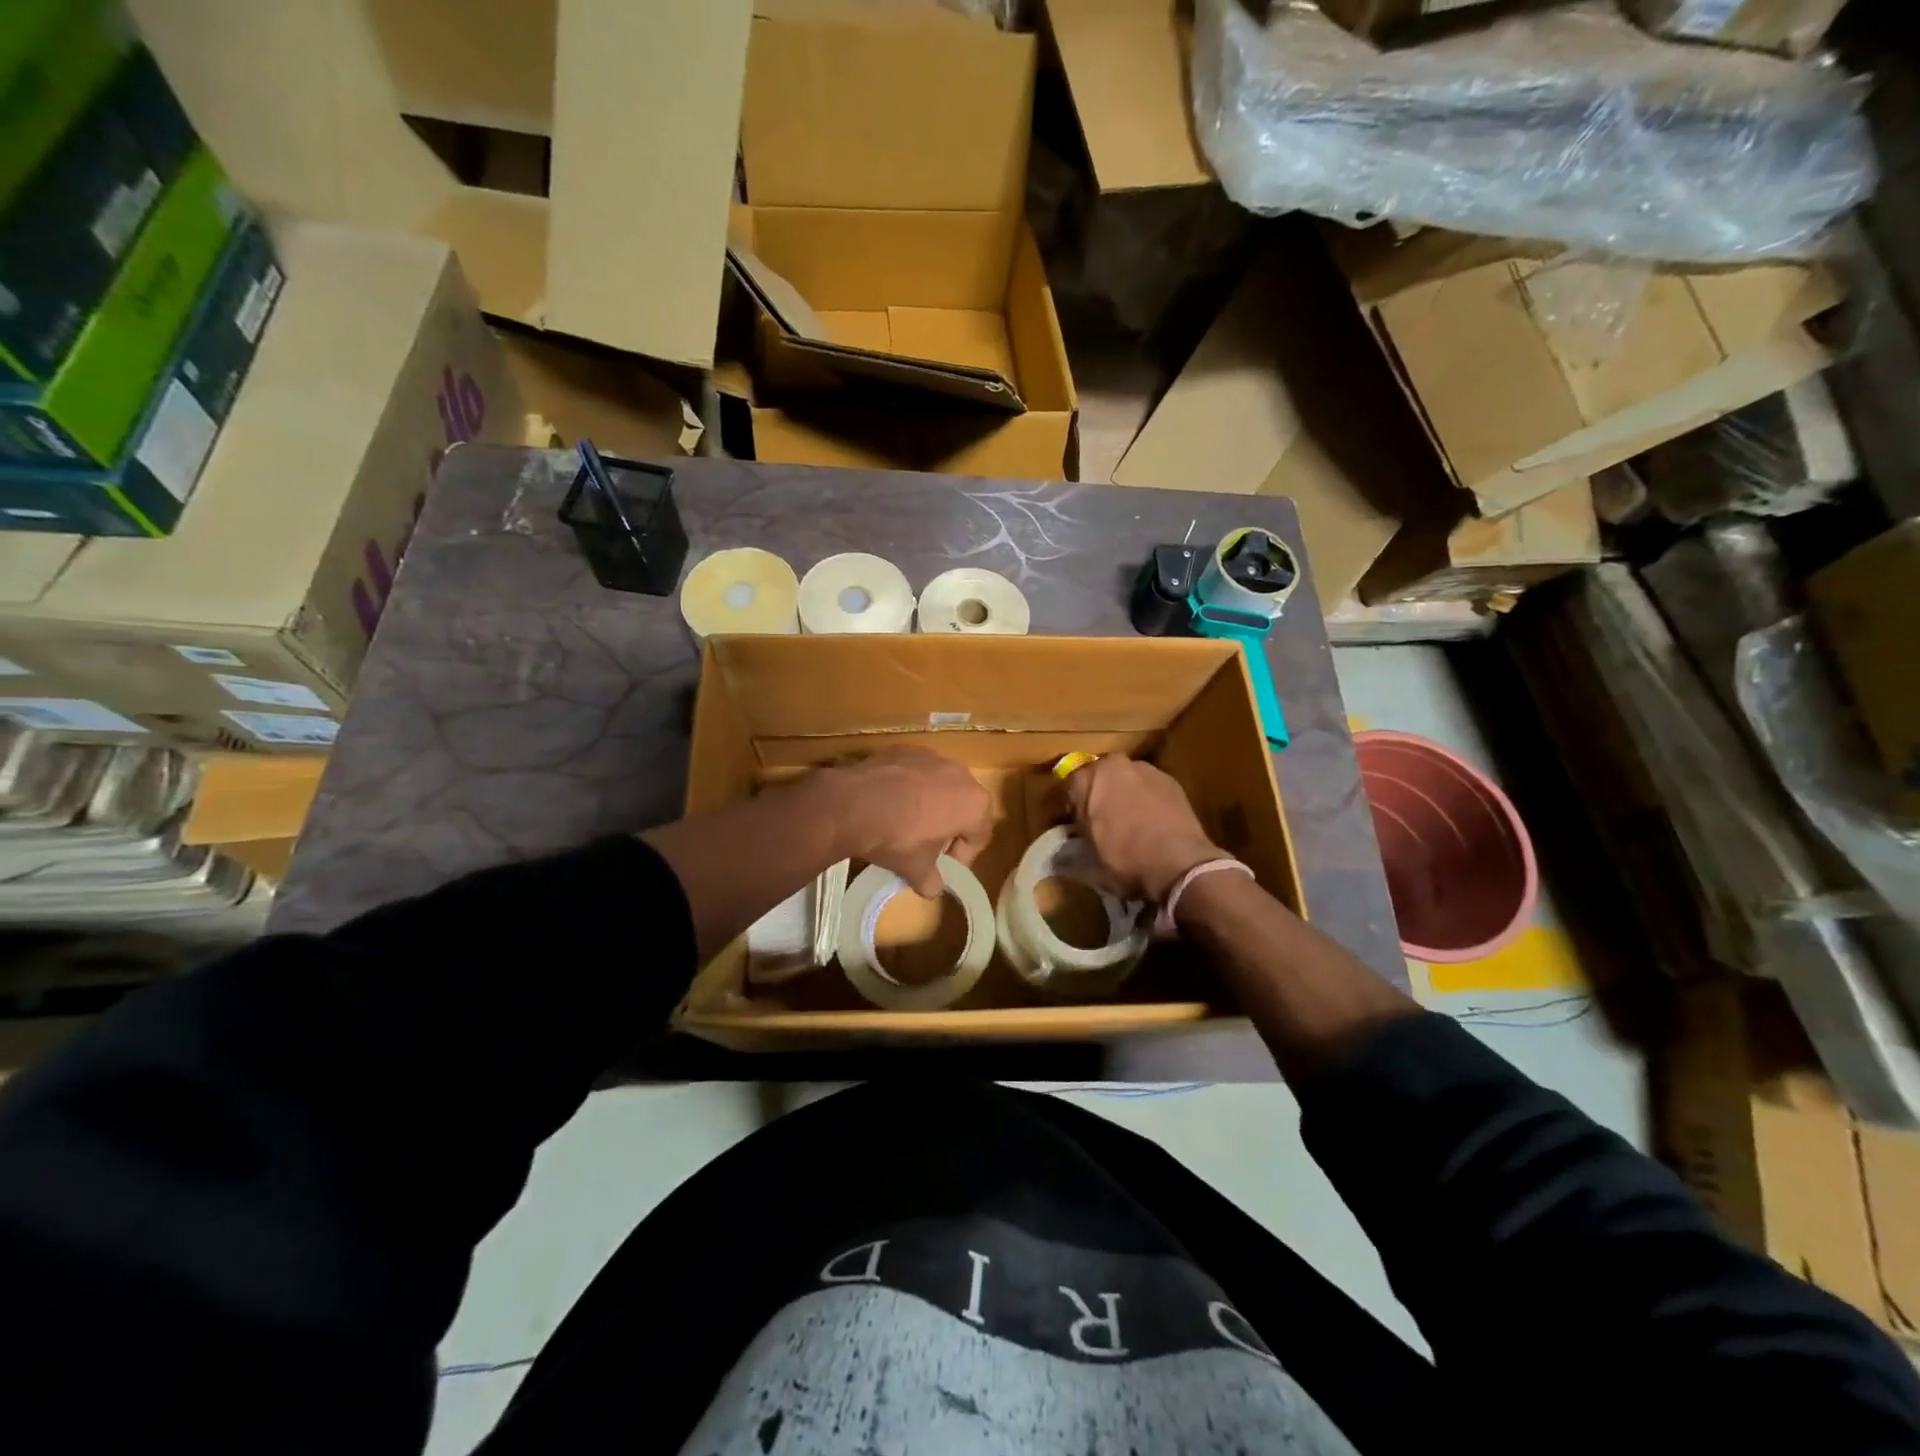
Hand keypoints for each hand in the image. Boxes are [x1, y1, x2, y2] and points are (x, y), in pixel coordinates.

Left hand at [817, 748, 992, 897]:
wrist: (853, 803)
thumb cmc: (897, 838)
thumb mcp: (916, 869)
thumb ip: (931, 880)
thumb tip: (932, 889)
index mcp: (975, 804)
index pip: (979, 836)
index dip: (962, 857)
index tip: (942, 867)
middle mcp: (961, 774)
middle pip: (962, 806)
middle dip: (948, 827)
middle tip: (927, 845)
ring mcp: (932, 757)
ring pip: (939, 785)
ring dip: (930, 804)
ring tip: (905, 821)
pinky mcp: (905, 749)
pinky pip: (915, 772)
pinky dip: (908, 786)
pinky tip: (888, 801)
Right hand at [1066, 756, 1222, 903]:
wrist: (1179, 863)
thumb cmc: (1124, 859)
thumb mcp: (1088, 862)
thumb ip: (1074, 849)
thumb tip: (1065, 854)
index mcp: (1087, 779)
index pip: (1069, 788)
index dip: (1071, 809)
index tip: (1075, 826)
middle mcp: (1114, 765)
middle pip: (1099, 778)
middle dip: (1098, 795)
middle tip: (1101, 822)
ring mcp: (1146, 769)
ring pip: (1126, 780)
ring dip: (1124, 795)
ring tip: (1130, 823)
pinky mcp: (1171, 780)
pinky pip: (1150, 788)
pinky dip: (1147, 800)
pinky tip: (1152, 823)